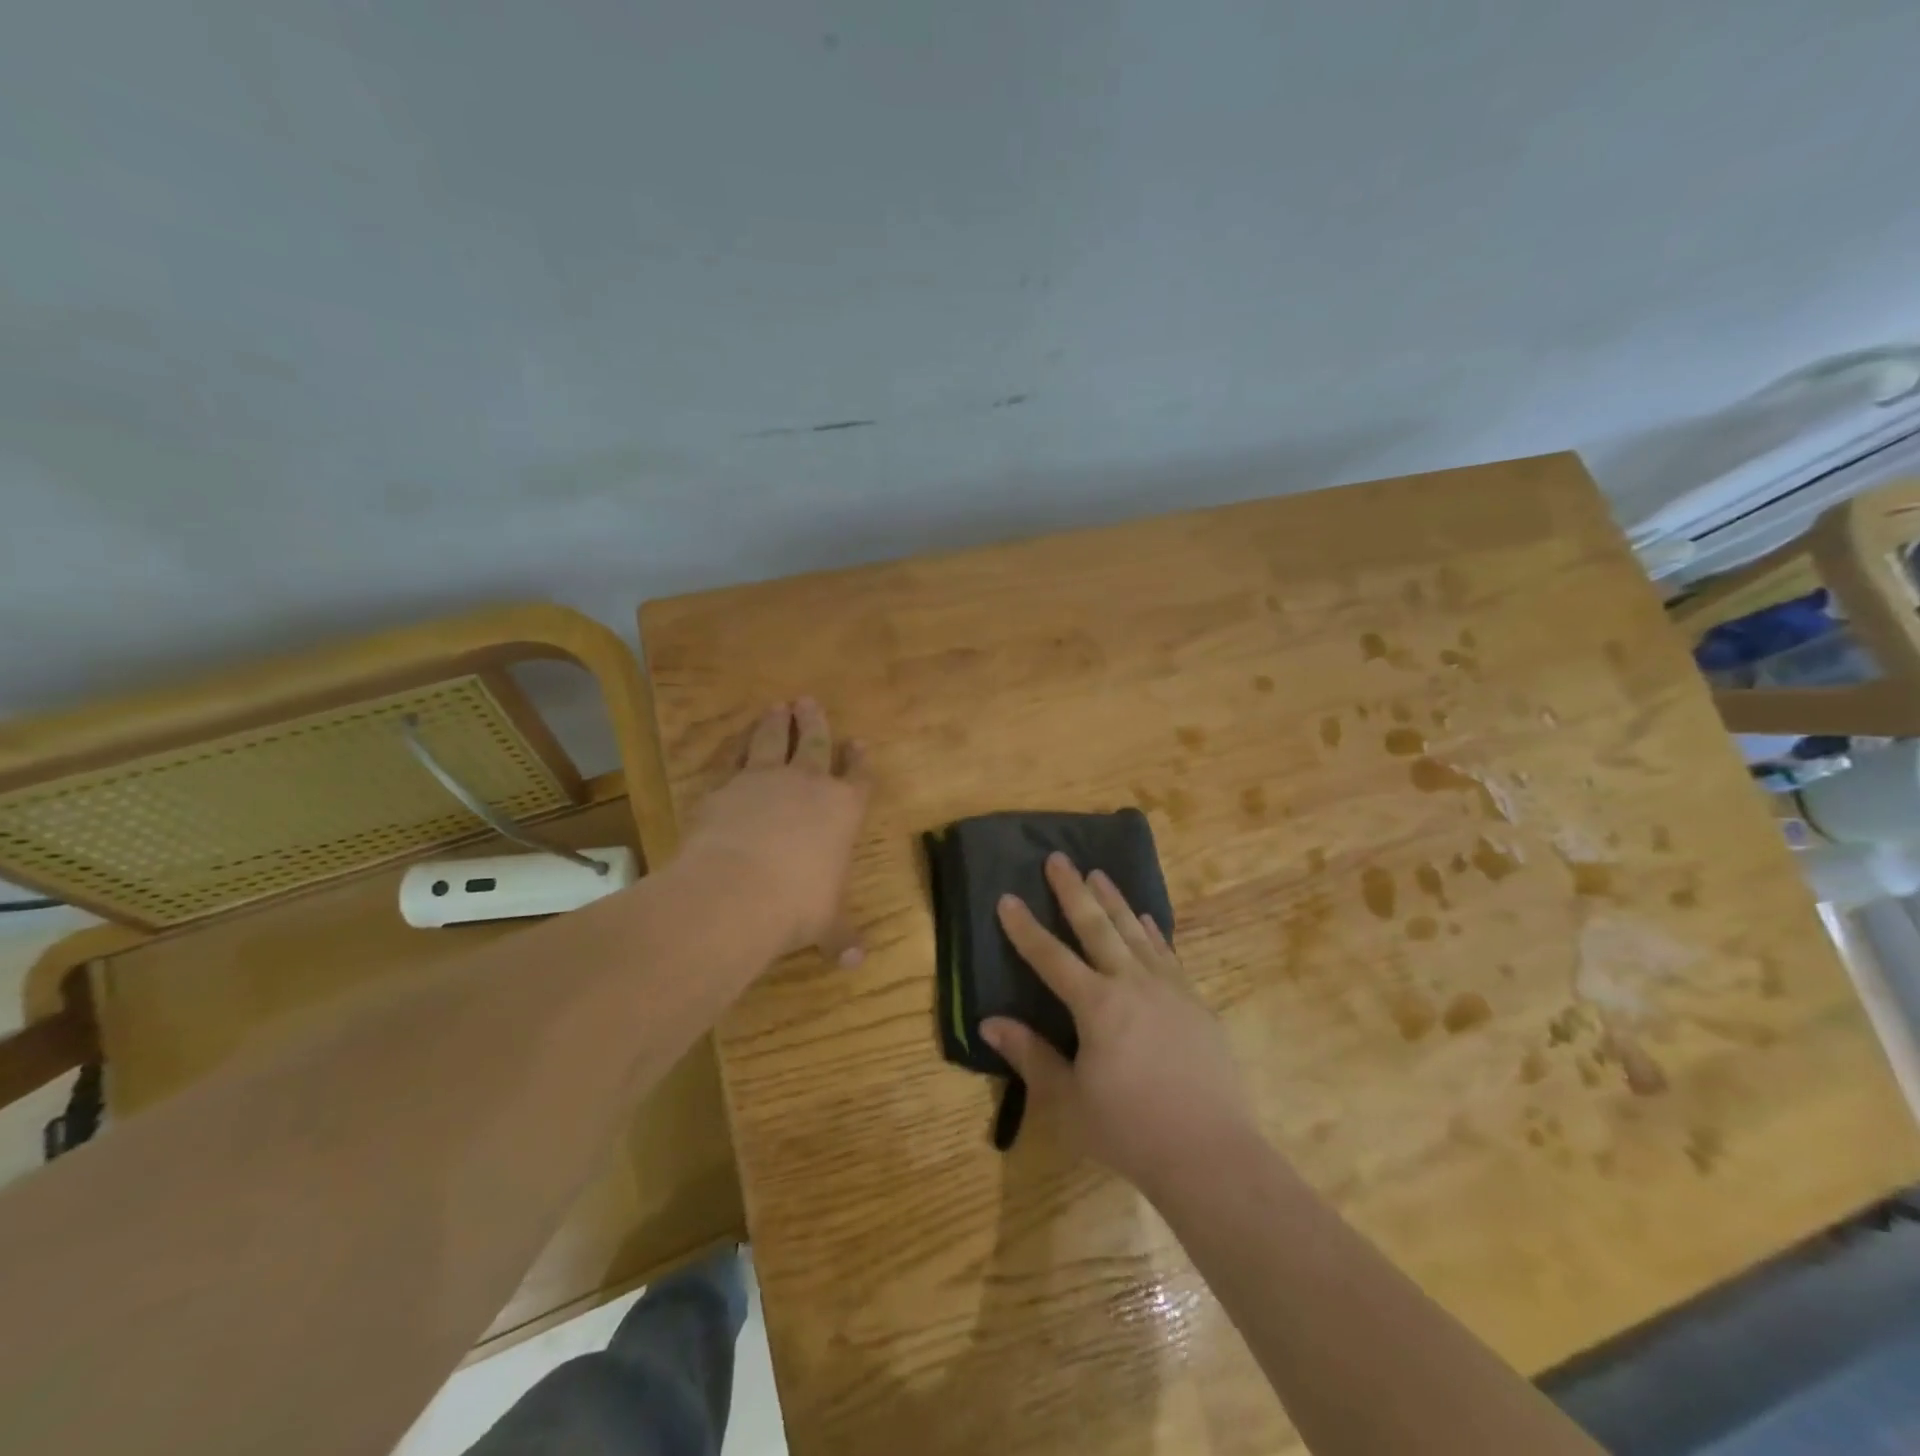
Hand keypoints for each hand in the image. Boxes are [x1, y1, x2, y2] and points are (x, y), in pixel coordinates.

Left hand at [681, 698, 871, 964]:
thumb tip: (856, 962)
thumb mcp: (825, 924)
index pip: (858, 777)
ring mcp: (763, 781)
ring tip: (777, 707)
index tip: (859, 743)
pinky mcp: (724, 787)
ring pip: (771, 741)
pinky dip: (735, 748)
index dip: (859, 760)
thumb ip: (840, 935)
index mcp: (842, 810)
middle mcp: (806, 785)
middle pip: (814, 743)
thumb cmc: (797, 905)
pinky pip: (732, 759)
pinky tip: (734, 742)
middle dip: (814, 722)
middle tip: (808, 702)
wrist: (736, 891)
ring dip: (775, 723)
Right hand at [982, 854, 1253, 1190]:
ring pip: (1135, 931)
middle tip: (1058, 857)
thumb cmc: (1130, 1130)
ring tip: (1099, 873)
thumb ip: (1030, 1056)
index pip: (1050, 957)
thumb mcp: (1068, 1102)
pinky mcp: (1195, 1002)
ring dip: (1114, 900)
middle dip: (1073, 890)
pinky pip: (1167, 954)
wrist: (1211, 1153)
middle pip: (1097, 926)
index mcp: (1096, 1005)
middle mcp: (1131, 983)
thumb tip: (990, 1022)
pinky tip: (1145, 919)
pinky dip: (1152, 932)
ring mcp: (1168, 989)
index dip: (1025, 928)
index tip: (1007, 897)